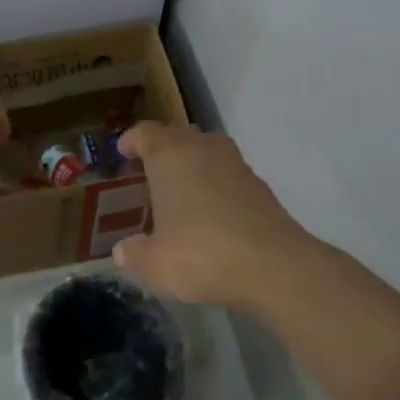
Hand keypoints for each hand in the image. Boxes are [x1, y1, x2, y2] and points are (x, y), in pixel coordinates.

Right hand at [112, 122, 315, 309]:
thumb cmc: (203, 254)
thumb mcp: (156, 264)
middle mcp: (203, 148)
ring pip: (205, 153)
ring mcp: (236, 164)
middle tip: (147, 174)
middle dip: (161, 151)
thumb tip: (123, 252)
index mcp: (170, 156)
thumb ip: (134, 255)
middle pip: (177, 137)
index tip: (123, 152)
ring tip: (178, 193)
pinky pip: (226, 175)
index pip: (145, 133)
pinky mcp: (260, 185)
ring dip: (190, 166)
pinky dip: (214, 185)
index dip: (132, 141)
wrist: (276, 267)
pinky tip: (210, 214)